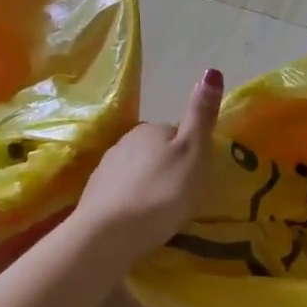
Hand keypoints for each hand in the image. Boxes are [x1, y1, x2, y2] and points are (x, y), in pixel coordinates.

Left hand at [72, 69, 223, 264]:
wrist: (108, 235)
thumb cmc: (161, 192)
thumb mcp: (193, 151)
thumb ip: (201, 114)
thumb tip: (212, 70)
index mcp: (150, 128)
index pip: (176, 132)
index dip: (190, 151)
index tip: (197, 174)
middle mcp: (124, 142)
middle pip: (155, 151)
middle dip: (168, 167)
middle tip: (183, 195)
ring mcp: (105, 169)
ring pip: (137, 172)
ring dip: (149, 185)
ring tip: (162, 212)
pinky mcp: (94, 197)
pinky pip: (121, 193)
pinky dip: (132, 202)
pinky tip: (139, 221)